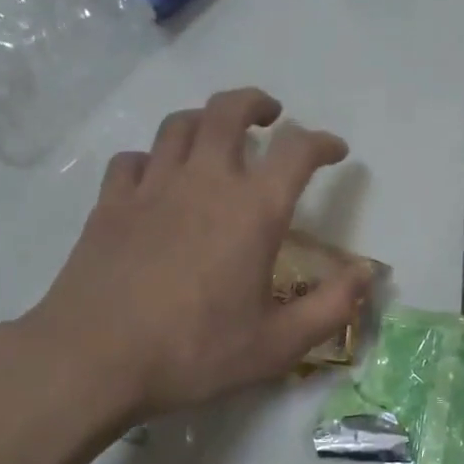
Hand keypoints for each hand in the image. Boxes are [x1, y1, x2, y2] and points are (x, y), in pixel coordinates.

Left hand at [21, 88, 369, 422]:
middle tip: (270, 115)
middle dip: (256, 103)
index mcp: (252, 211)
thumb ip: (331, 307)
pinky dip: (154, 158)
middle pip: (229, 111)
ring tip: (217, 135)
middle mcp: (204, 182)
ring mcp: (151, 187)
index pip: (297, 151)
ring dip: (205, 120)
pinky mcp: (110, 203)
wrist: (95, 359)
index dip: (322, 143)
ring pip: (179, 125)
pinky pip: (134, 159)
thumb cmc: (194, 353)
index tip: (335, 151)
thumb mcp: (278, 345)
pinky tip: (157, 177)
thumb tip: (368, 273)